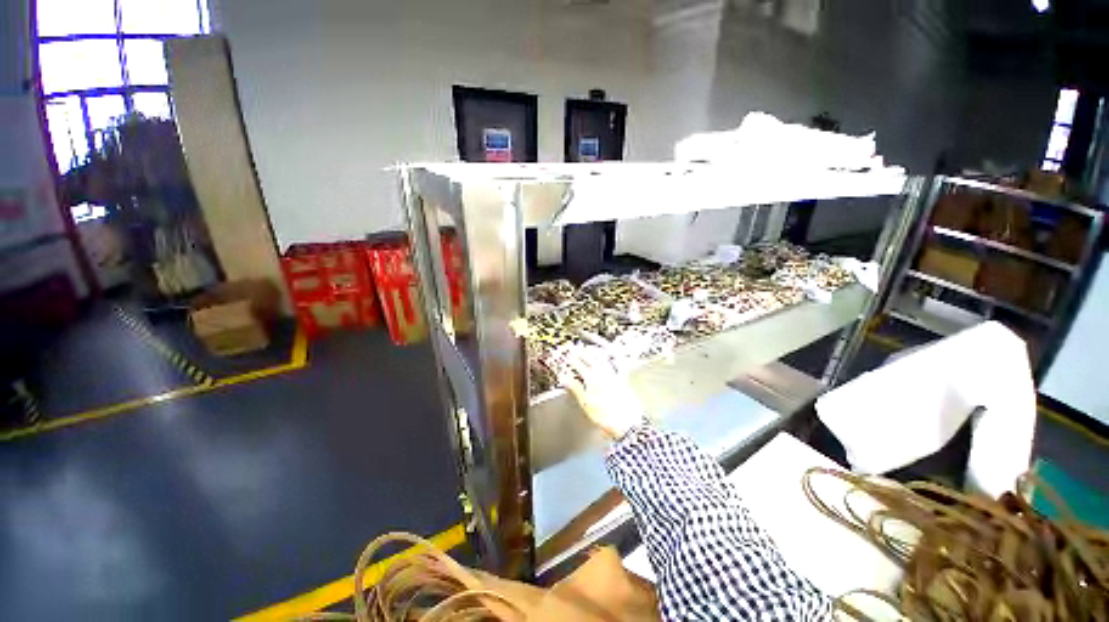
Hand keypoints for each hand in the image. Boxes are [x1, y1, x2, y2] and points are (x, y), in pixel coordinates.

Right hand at [553, 345, 646, 438]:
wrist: (626, 423)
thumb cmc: (605, 416)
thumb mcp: (585, 403)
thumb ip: (575, 388)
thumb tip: (565, 378)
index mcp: (591, 379)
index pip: (579, 365)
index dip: (572, 359)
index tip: (567, 355)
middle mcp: (602, 374)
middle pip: (590, 359)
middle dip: (582, 352)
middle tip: (575, 348)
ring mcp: (613, 375)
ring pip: (602, 359)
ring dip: (595, 352)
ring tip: (589, 349)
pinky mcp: (622, 380)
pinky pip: (617, 365)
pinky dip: (612, 359)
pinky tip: (611, 357)